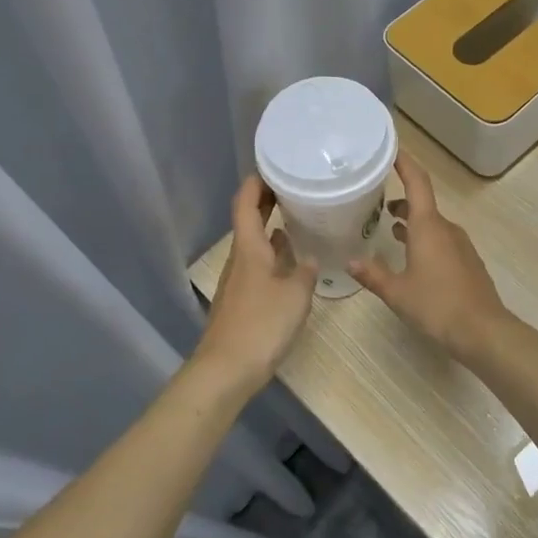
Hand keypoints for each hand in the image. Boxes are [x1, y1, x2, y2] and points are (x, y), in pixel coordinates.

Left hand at [197, 177, 317, 391]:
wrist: (227, 369)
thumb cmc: (261, 324)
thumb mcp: (295, 295)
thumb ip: (305, 272)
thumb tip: (311, 258)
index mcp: (249, 249)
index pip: (245, 204)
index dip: (255, 183)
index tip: (272, 167)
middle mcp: (240, 259)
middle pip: (248, 222)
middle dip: (266, 202)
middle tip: (292, 188)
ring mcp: (238, 281)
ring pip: (254, 245)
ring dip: (271, 229)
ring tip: (297, 220)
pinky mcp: (241, 301)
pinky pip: (258, 267)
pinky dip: (273, 256)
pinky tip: (290, 264)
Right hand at [348, 153, 510, 360]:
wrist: (483, 330)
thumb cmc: (437, 305)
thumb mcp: (397, 292)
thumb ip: (373, 275)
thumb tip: (350, 262)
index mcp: (428, 226)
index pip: (417, 183)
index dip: (405, 163)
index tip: (391, 149)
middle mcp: (446, 229)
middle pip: (423, 204)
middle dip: (401, 200)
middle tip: (376, 200)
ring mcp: (461, 245)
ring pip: (432, 224)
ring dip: (412, 223)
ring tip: (390, 229)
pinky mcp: (468, 262)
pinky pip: (442, 241)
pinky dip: (425, 239)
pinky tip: (413, 259)